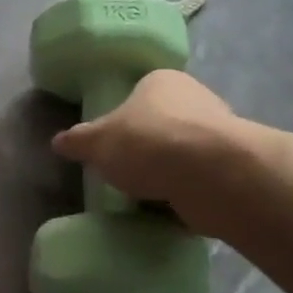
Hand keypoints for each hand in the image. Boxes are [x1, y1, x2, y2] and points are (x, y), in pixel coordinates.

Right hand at [51, 69, 253, 237]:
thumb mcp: (97, 142)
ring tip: (144, 198)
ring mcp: (220, 135)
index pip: (139, 93)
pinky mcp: (234, 169)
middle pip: (162, 124)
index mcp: (162, 81)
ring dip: (168, 174)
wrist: (212, 176)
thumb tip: (57, 142)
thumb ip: (78, 141)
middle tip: (124, 173)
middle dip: (146, 149)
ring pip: (183, 154)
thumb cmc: (148, 143)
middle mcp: (196, 99)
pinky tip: (170, 211)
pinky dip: (186, 195)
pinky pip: (200, 182)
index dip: (123, 118)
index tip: (111, 144)